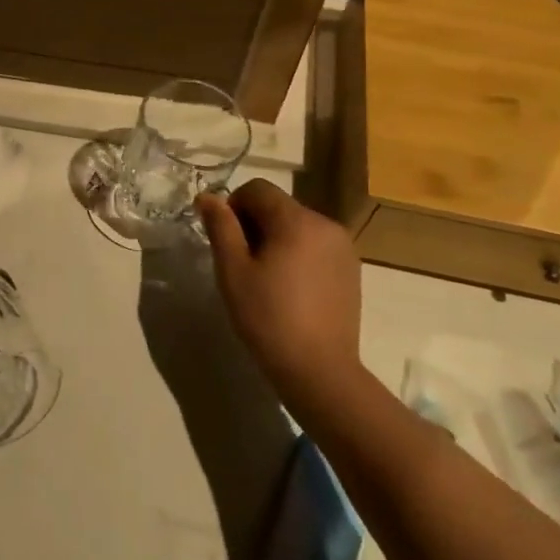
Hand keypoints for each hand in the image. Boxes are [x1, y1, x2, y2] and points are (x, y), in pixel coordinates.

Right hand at [197, 179, 363, 401]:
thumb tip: (207, 197)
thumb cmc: (268, 318)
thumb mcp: (233, 271)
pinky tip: (290, 289)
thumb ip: (221, 227)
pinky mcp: (351, 269)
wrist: (319, 370)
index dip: (233, 206)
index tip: (225, 240)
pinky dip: (298, 254)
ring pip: (298, 226)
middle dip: (255, 223)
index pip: (258, 189)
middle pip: (279, 206)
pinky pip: (316, 245)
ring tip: (265, 278)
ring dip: (276, 238)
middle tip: (241, 263)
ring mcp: (343, 247)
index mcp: (296, 220)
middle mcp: (325, 224)